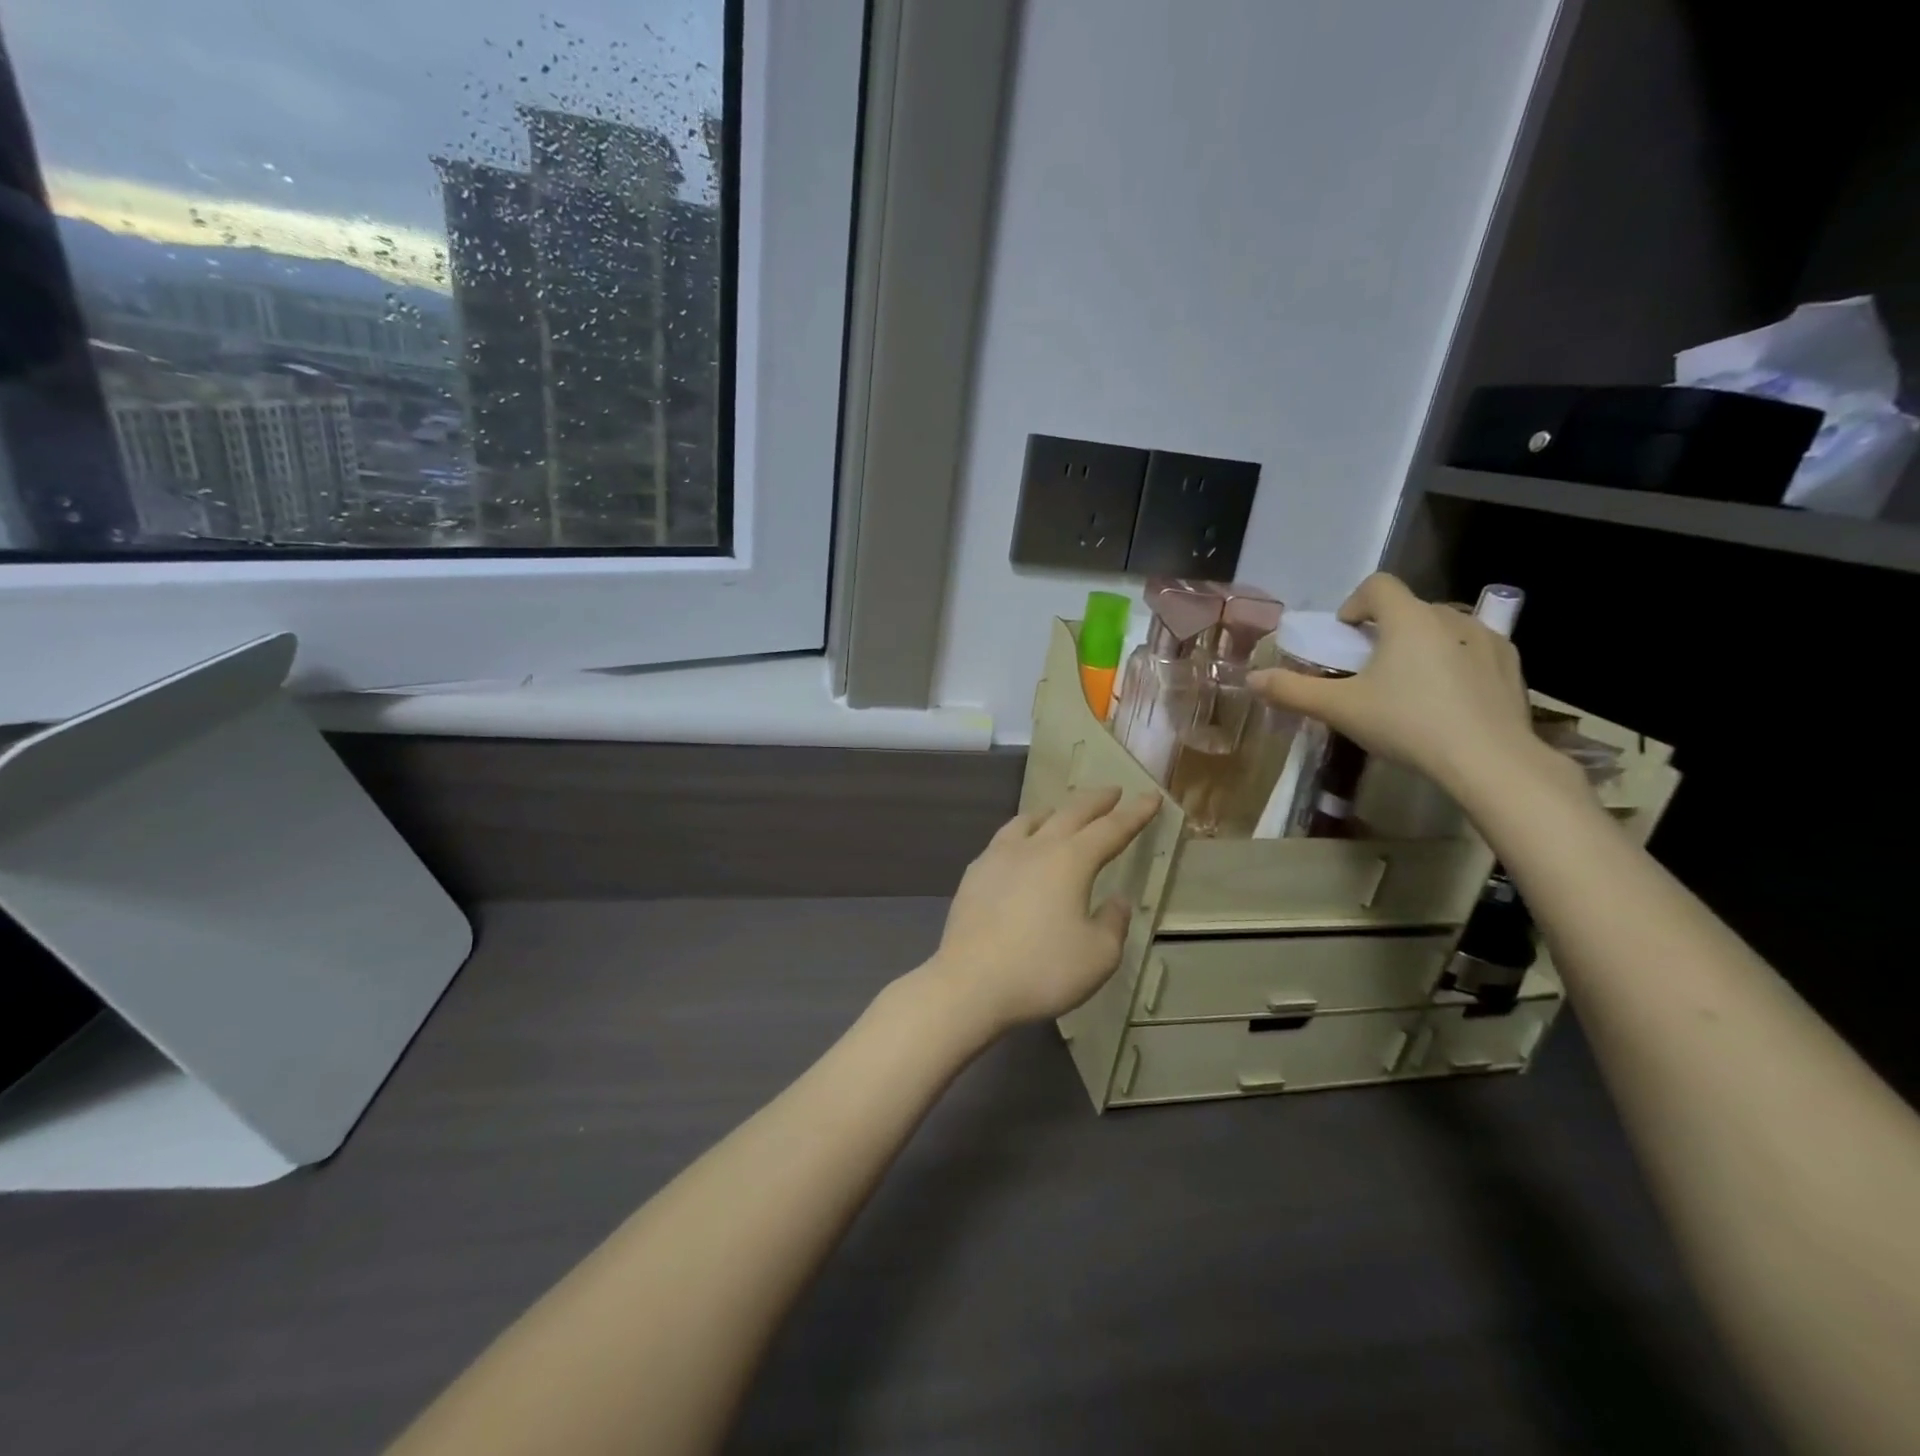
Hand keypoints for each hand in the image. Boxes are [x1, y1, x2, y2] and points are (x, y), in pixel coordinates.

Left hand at [920, 786, 1162, 1036]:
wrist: (970, 983)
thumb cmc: (1042, 970)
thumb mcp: (1098, 956)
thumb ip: (1113, 923)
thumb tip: (1116, 900)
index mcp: (1071, 861)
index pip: (1111, 830)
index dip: (1134, 814)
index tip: (1151, 797)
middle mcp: (1035, 848)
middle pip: (1070, 814)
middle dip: (1096, 801)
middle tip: (1113, 791)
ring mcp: (999, 857)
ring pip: (1030, 820)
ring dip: (1054, 811)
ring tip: (1060, 810)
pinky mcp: (975, 874)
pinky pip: (1004, 839)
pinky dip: (1021, 831)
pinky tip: (1017, 846)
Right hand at [1247, 573, 1556, 803]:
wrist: (1489, 761)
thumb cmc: (1407, 724)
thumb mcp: (1340, 709)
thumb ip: (1293, 691)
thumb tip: (1252, 679)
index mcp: (1408, 619)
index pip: (1377, 585)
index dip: (1354, 603)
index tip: (1343, 636)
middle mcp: (1450, 617)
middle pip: (1409, 608)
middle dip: (1386, 629)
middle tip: (1370, 668)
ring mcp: (1487, 640)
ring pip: (1444, 627)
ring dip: (1422, 644)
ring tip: (1410, 684)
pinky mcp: (1511, 666)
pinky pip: (1474, 650)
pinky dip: (1456, 662)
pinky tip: (1449, 698)